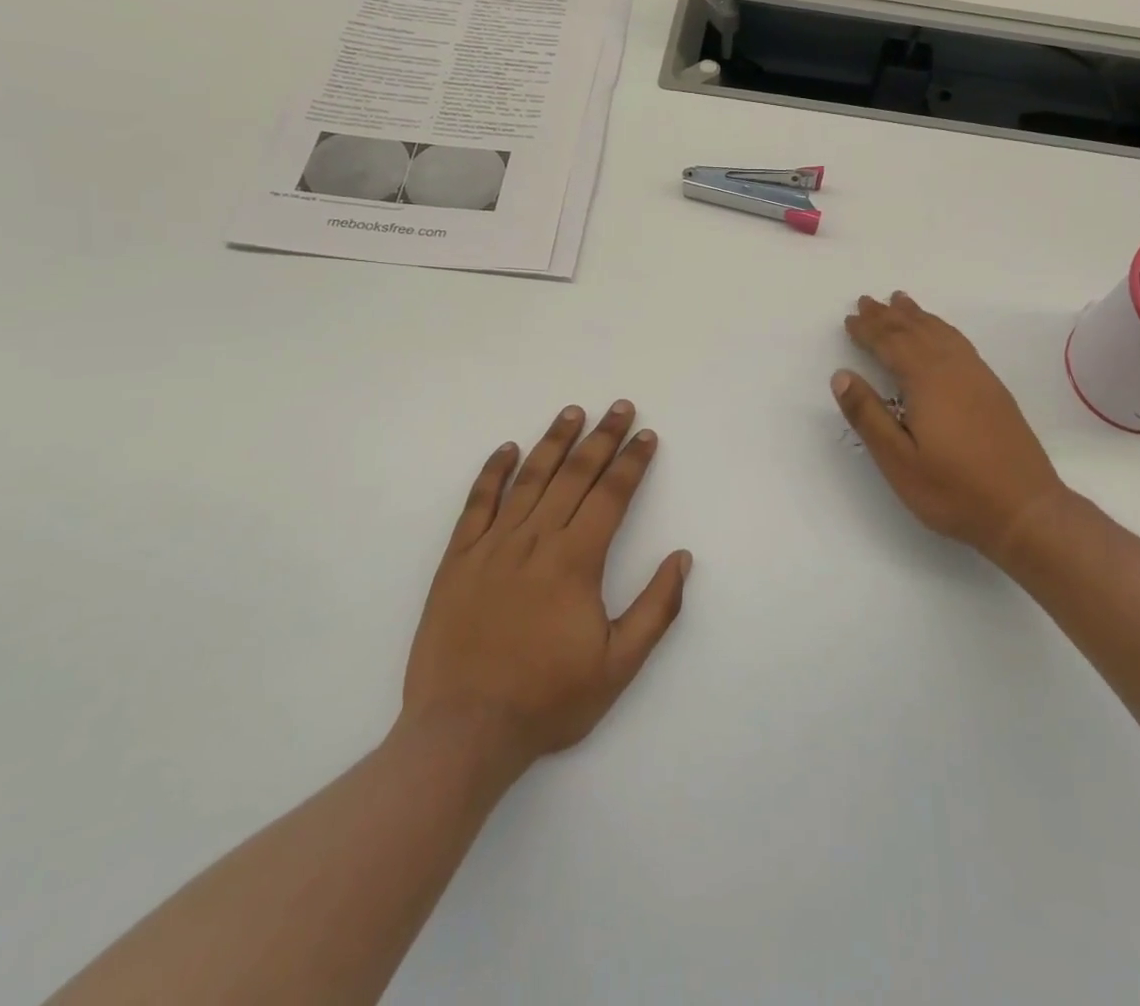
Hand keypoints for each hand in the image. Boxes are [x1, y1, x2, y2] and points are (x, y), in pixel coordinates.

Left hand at [401, 401, 690, 767]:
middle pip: (574, 475)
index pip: (611, 495)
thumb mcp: (619, 666)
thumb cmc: (548, 699)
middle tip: (620, 407)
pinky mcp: (458, 560)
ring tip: (573, 412)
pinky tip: (506, 449)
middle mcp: (535, 540)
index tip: (647, 435)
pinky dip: (492, 473)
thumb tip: (682, 557)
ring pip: (529, 479)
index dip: (632, 462)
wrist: (462, 733)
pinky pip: (477, 504)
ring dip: (554, 442)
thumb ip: (656, 608)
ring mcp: (492, 546)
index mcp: (576, 561)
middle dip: (602, 438)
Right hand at [834, 292, 1067, 559]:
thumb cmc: (954, 490)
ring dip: (917, 316)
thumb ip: (868, 415)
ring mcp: (978, 377)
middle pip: (916, 331)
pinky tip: (939, 334)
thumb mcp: (899, 461)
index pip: (891, 344)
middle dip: (888, 316)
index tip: (850, 318)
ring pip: (941, 333)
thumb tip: (841, 375)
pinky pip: (960, 343)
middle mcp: (954, 369)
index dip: (868, 330)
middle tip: (867, 301)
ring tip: (900, 302)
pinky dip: (942, 329)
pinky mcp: (994, 389)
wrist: (1025, 509)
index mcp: (927, 381)